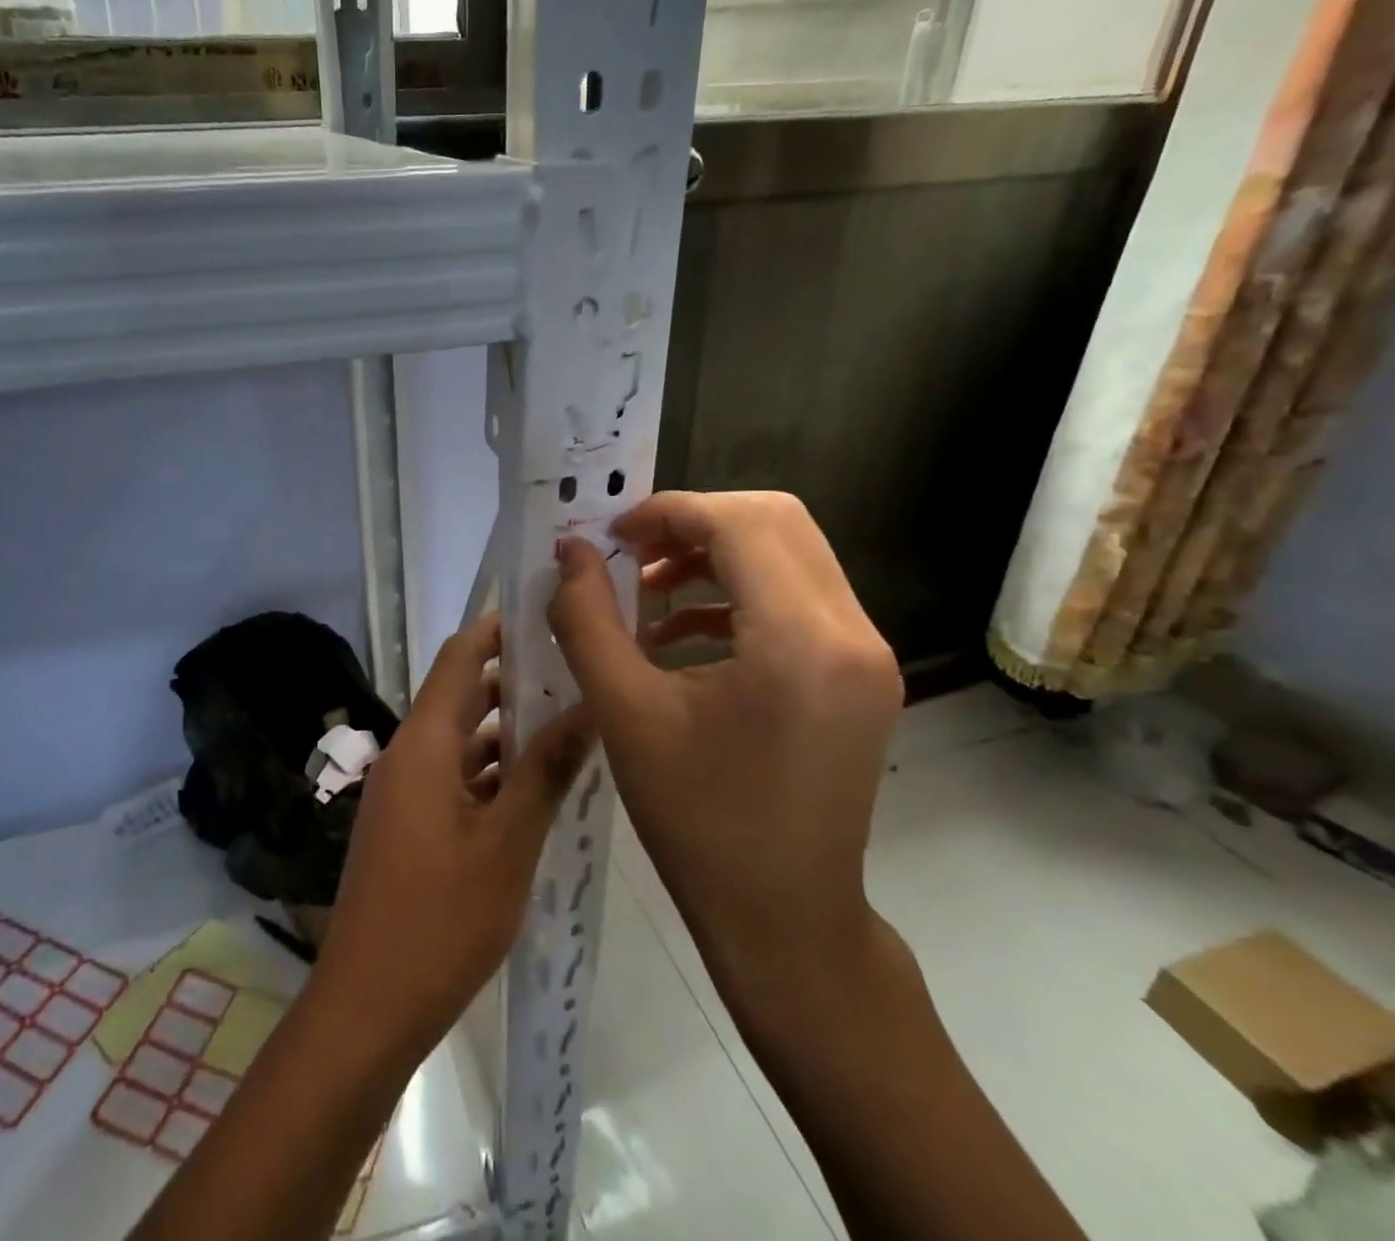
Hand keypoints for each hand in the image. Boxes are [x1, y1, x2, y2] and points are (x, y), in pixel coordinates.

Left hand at [313, 615, 592, 1052]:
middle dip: (515, 677)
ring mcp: (407, 791)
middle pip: (462, 694)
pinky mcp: (411, 824)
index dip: (498, 627)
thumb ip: (546, 771)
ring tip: (572, 717)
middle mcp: (410, 754)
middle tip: (577, 665)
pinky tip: (540, 783)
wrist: (367, 1006)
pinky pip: (456, 776)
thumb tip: (588, 706)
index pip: (460, 657)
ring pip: (463, 738)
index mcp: (424, 743)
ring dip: (508, 727)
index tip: (546, 609)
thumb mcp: (507, 843)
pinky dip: (494, 770)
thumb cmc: (439, 919)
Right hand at [548, 491, 901, 984]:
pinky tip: (681, 633)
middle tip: (629, 554)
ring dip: (715, 556)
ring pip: (790, 555)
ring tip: (646, 594)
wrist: (784, 922)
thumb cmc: (696, 823)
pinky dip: (738, 595)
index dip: (668, 513)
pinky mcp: (861, 675)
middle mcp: (851, 633)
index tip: (609, 537)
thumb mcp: (624, 714)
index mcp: (800, 641)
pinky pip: (799, 599)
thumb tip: (568, 552)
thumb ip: (587, 620)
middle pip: (776, 522)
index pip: (739, 524)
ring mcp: (867, 654)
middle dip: (694, 524)